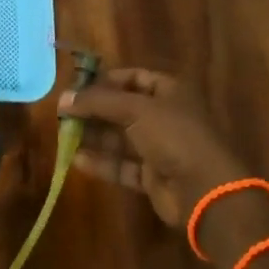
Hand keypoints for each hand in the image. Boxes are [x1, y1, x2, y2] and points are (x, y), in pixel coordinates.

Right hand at [66, 69, 251, 228]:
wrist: (205, 191)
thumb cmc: (173, 135)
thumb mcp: (134, 109)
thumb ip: (97, 102)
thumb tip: (63, 98)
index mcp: (169, 92)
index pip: (134, 77)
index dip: (106, 80)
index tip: (77, 86)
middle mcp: (165, 116)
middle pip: (123, 108)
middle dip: (94, 110)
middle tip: (63, 113)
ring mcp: (160, 148)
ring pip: (120, 138)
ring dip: (94, 136)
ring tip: (63, 135)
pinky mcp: (153, 176)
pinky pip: (123, 165)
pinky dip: (102, 162)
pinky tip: (76, 160)